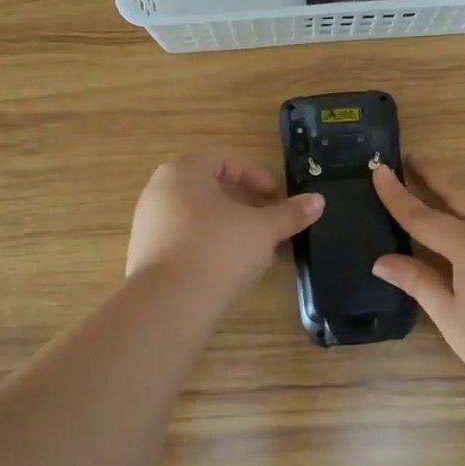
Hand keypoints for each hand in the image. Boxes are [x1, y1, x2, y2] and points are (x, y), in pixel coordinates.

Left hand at [127, 151, 323, 303]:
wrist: (168, 305)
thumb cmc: (218, 249)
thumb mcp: (262, 230)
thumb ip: (289, 214)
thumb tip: (318, 201)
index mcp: (183, 173)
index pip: (221, 160)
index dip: (254, 175)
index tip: (276, 196)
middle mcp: (159, 193)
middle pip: (208, 189)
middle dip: (243, 204)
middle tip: (269, 221)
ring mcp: (148, 227)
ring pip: (196, 218)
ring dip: (228, 228)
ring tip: (255, 249)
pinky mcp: (145, 258)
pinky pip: (184, 243)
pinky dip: (209, 248)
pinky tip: (229, 271)